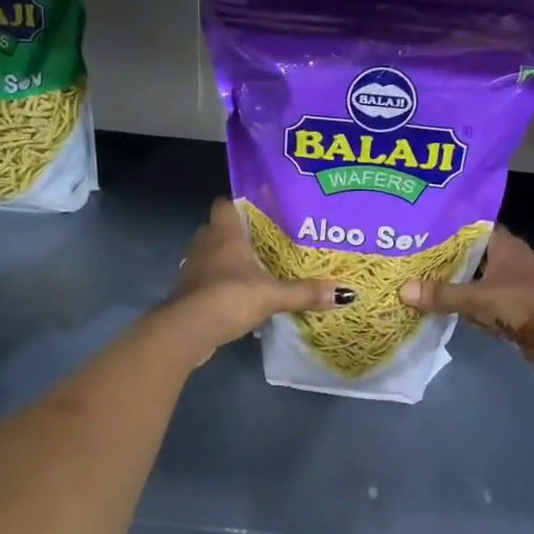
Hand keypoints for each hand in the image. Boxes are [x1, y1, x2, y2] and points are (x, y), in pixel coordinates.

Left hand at [166, 199, 345, 349]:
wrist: (188, 330)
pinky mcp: (188, 291)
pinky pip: (207, 277)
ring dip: (228, 259)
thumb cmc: (230, 296)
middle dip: (239, 233)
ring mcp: (193, 267)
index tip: (261, 209)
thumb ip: (306, 293)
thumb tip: (346, 293)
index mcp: (224, 233)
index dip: (239, 203)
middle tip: (265, 240)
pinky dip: (220, 282)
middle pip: (219, 228)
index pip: (225, 203)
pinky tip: (240, 293)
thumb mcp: (273, 295)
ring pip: (211, 254)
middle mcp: (205, 243)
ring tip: (255, 266)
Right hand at [401, 226, 533, 380]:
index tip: (415, 225)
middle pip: (466, 256)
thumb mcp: (482, 298)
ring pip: (470, 282)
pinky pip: (477, 307)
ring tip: (410, 279)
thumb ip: (444, 295)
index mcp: (503, 246)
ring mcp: (507, 288)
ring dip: (449, 285)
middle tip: (403, 255)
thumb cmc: (530, 305)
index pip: (469, 226)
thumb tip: (402, 290)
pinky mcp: (508, 313)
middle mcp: (504, 262)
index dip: (444, 225)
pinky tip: (434, 309)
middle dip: (440, 258)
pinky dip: (461, 309)